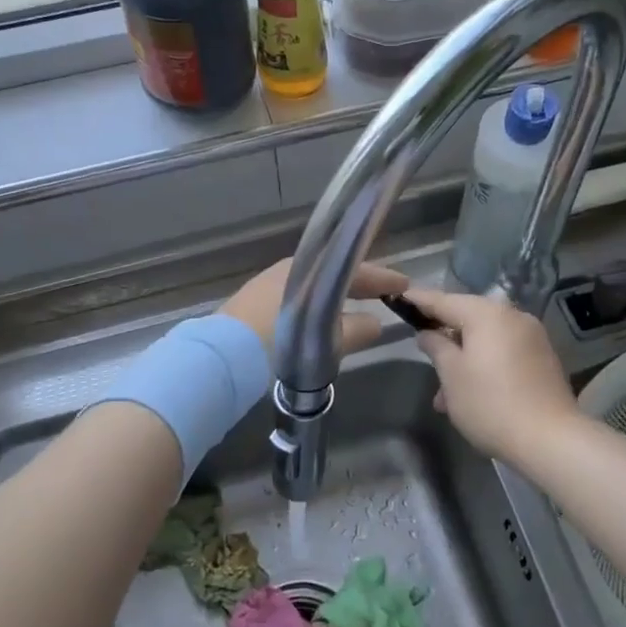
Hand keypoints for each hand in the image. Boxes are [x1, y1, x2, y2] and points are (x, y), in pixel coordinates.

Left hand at [220, 257, 408, 355]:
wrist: (222, 357)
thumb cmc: (278, 341)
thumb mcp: (323, 339)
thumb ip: (353, 330)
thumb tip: (376, 324)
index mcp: (308, 270)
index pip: (354, 269)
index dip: (381, 278)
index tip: (403, 284)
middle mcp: (289, 270)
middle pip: (333, 273)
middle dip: (360, 283)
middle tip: (386, 292)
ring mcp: (269, 285)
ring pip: (315, 284)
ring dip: (338, 293)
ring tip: (359, 305)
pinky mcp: (254, 303)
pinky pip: (300, 295)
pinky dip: (318, 302)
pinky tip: (324, 316)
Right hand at [402, 287, 578, 466]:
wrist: (551, 440)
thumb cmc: (490, 403)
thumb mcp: (452, 375)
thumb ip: (436, 347)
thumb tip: (428, 333)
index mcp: (487, 314)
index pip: (444, 300)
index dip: (420, 299)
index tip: (400, 296)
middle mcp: (512, 316)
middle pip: (468, 317)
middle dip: (444, 336)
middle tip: (421, 350)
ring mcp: (532, 337)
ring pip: (486, 339)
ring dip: (463, 359)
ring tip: (444, 394)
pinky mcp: (543, 359)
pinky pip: (503, 352)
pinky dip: (484, 364)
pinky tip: (471, 393)